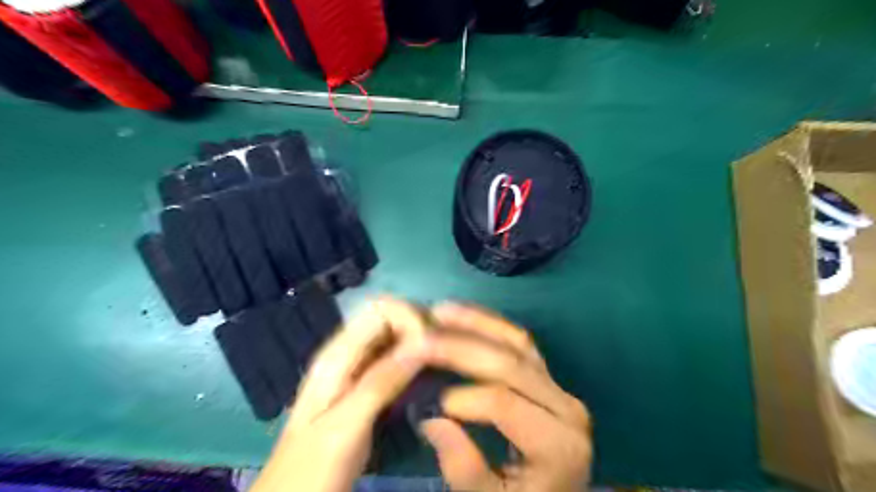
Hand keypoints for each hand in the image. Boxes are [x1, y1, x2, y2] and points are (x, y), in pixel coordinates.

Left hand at [251, 295, 430, 491]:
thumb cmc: (312, 466)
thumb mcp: (345, 426)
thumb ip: (380, 383)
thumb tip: (421, 345)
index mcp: (337, 355)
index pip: (379, 309)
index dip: (408, 317)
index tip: (430, 346)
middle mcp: (347, 353)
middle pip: (389, 317)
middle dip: (418, 326)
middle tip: (443, 352)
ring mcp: (357, 369)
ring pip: (394, 336)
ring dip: (419, 341)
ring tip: (442, 361)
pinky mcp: (366, 385)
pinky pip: (395, 359)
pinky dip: (414, 359)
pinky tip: (429, 373)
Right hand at [418, 303, 595, 491]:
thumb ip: (464, 468)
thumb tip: (432, 420)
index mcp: (559, 445)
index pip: (505, 405)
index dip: (464, 399)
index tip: (430, 405)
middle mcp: (566, 407)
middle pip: (511, 366)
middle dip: (461, 349)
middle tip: (422, 340)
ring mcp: (559, 386)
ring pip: (517, 343)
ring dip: (476, 324)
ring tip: (440, 312)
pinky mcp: (548, 375)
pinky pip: (520, 342)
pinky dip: (491, 325)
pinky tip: (464, 315)